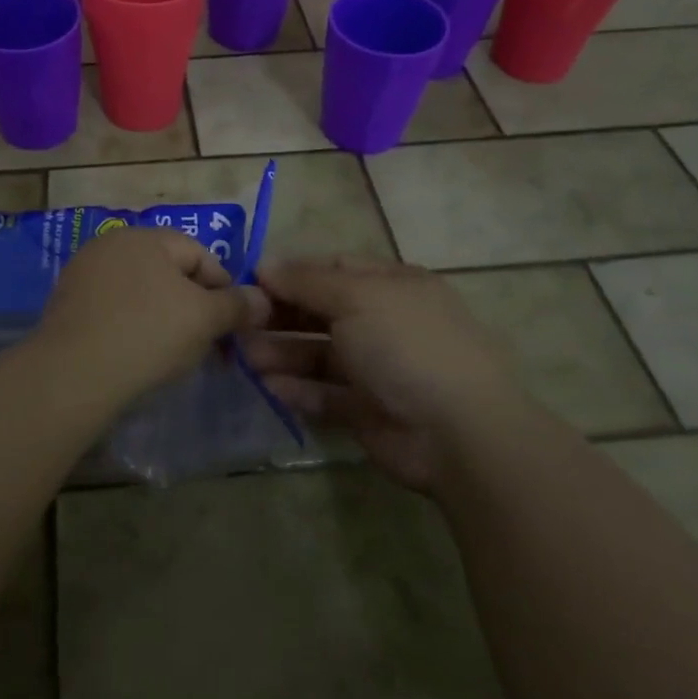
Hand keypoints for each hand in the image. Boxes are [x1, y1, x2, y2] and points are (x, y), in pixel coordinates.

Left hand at [37, 227, 265, 396]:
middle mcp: (112, 244)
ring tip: (174, 355)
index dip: (224, 290)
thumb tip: (262, 299)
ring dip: (164, 318)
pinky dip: (132, 327)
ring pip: (141, 292)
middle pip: (170, 272)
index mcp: (146, 236)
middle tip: (208, 346)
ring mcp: (84, 273)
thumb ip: (237, 305)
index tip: (232, 329)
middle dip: (194, 306)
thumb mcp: (204, 319)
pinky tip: (136, 356)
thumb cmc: (147, 334)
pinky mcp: (67, 304)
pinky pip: (114, 310)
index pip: (201, 254)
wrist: (72, 374)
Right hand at [244, 256, 511, 491]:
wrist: (458, 433)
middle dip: (280, 314)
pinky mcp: (367, 410)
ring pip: (318, 353)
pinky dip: (297, 388)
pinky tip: (269, 386)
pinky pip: (324, 393)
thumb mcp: (356, 297)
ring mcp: (377, 368)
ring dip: (282, 352)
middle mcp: (384, 322)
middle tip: (238, 321)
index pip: (333, 268)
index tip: (250, 280)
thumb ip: (306, 282)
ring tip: (245, 356)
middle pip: (321, 310)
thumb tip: (264, 265)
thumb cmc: (406, 345)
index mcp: (391, 285)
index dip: (293, 272)